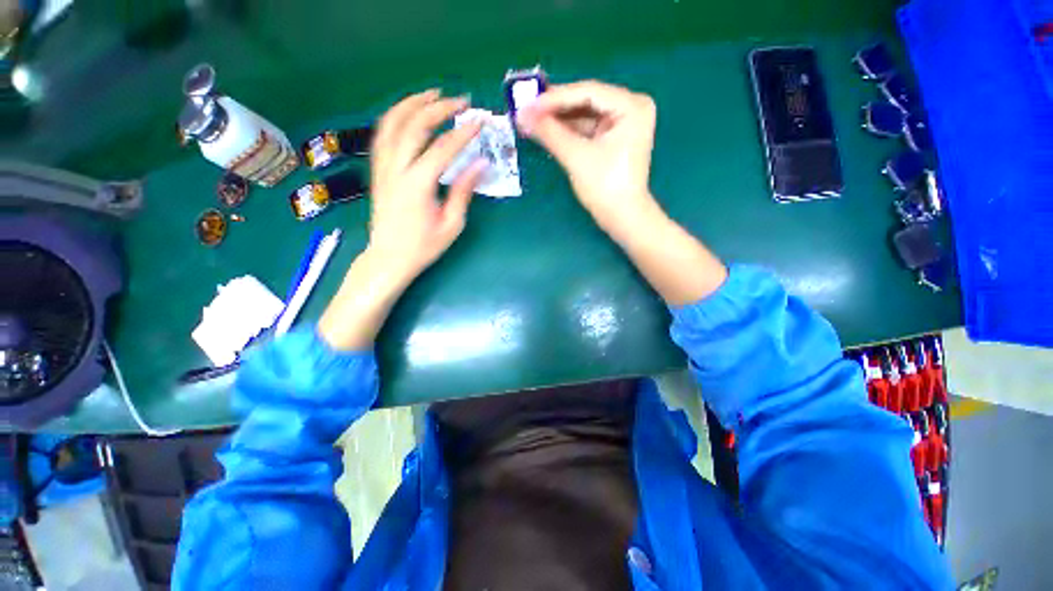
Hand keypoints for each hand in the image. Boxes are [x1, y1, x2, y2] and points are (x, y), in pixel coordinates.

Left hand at [368, 89, 486, 281]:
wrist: (389, 258)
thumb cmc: (423, 247)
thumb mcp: (451, 224)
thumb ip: (464, 191)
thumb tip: (480, 164)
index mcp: (418, 185)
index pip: (443, 148)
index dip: (463, 133)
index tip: (480, 122)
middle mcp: (396, 169)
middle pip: (415, 126)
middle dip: (439, 108)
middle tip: (460, 102)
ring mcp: (382, 167)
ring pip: (392, 123)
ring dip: (412, 103)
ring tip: (432, 94)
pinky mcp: (377, 170)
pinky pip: (382, 135)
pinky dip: (395, 117)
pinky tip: (408, 112)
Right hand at [517, 80, 659, 239]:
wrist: (621, 218)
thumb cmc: (605, 186)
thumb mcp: (576, 156)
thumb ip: (549, 133)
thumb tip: (521, 115)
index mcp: (631, 106)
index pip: (588, 92)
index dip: (554, 98)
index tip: (527, 104)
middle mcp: (630, 108)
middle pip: (586, 101)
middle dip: (555, 108)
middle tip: (526, 110)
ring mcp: (623, 124)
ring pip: (584, 115)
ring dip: (559, 120)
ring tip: (532, 121)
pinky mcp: (613, 139)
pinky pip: (587, 129)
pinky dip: (568, 131)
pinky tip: (547, 131)